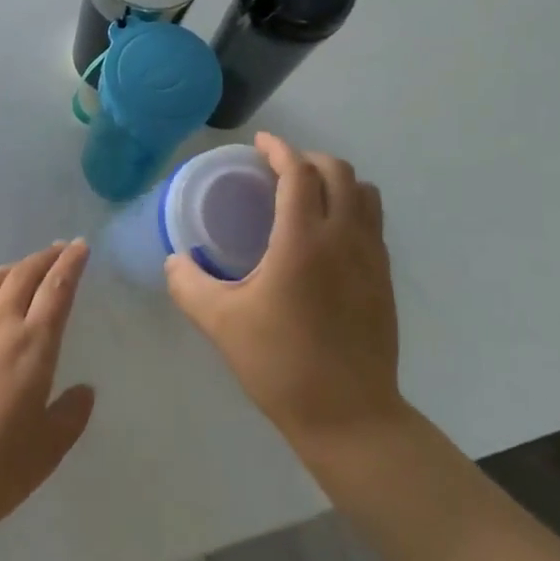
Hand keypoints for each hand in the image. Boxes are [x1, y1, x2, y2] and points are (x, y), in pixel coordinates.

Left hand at [0, 241, 94, 545]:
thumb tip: (84, 390)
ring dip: (15, 268)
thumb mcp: (48, 449)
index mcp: (33, 346)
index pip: (57, 289)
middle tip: (59, 249)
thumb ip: (70, 414)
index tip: (80, 246)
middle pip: (24, 274)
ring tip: (26, 268)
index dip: (70, 263)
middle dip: (45, 257)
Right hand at [166, 133, 404, 454]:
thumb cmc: (282, 364)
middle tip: (279, 170)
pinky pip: (373, 222)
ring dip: (336, 181)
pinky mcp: (385, 280)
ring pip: (364, 194)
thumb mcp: (222, 323)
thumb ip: (189, 285)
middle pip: (338, 171)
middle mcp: (344, 237)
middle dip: (308, 159)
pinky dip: (352, 208)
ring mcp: (372, 258)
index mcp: (303, 240)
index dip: (280, 149)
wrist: (351, 417)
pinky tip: (327, 235)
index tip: (261, 143)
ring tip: (308, 195)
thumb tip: (174, 262)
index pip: (299, 172)